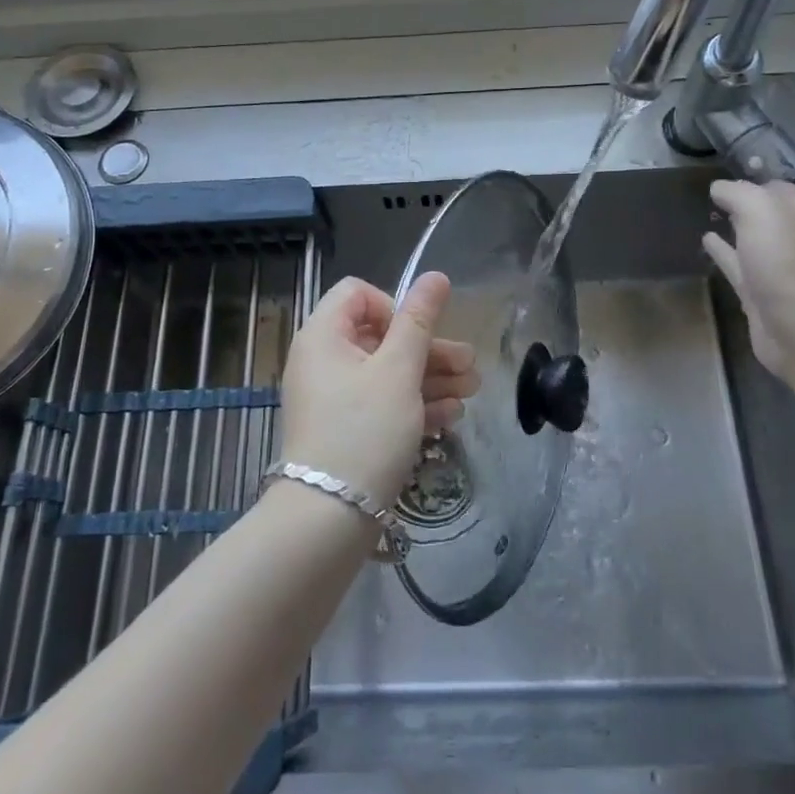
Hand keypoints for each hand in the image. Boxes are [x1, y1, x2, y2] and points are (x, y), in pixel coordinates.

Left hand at [279, 272, 480, 505]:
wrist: (328, 518)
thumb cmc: (364, 430)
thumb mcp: (398, 371)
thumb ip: (419, 321)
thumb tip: (435, 275)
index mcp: (323, 335)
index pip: (357, 294)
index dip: (394, 305)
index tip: (419, 333)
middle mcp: (323, 361)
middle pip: (380, 336)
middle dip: (429, 348)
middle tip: (469, 364)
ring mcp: (332, 398)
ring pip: (386, 372)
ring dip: (430, 377)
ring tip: (472, 391)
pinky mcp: (344, 429)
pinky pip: (381, 403)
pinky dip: (414, 404)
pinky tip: (450, 415)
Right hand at [702, 178, 794, 377]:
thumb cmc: (788, 264)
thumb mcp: (761, 211)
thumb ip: (738, 193)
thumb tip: (720, 188)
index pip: (774, 186)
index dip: (748, 180)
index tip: (718, 179)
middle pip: (766, 213)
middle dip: (742, 203)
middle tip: (708, 195)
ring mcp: (781, 267)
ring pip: (752, 239)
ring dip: (733, 228)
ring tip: (705, 215)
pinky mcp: (762, 294)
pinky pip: (739, 264)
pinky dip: (724, 252)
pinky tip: (706, 241)